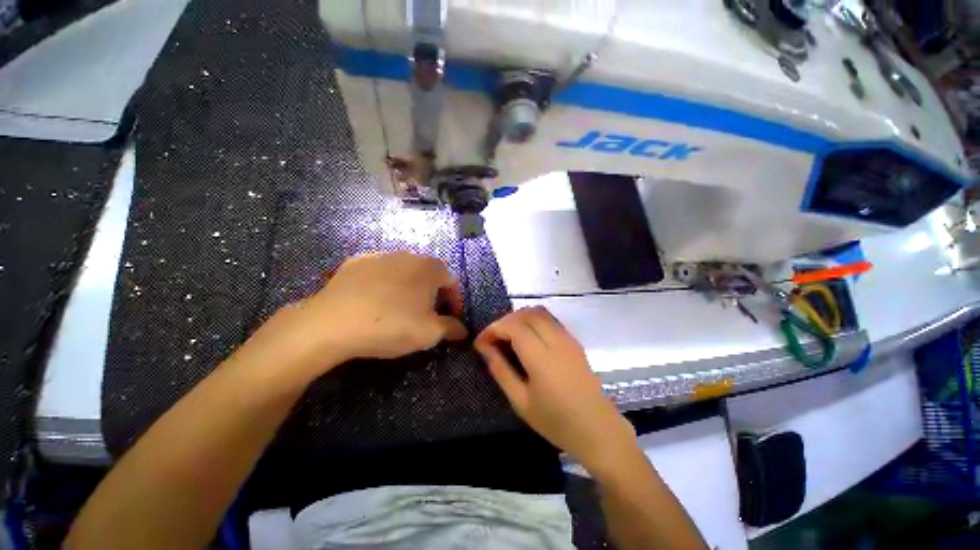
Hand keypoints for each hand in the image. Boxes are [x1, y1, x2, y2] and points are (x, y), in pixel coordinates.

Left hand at [238, 253, 466, 386]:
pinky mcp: (356, 261)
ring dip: (409, 288)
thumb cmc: (391, 325)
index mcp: (430, 268)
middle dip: (433, 294)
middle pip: (429, 275)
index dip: (455, 302)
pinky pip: (380, 272)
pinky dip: (384, 284)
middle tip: (428, 315)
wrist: (332, 322)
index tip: (451, 318)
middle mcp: (409, 255)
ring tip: (401, 308)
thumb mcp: (429, 333)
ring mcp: (381, 255)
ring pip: (404, 272)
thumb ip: (451, 328)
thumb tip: (462, 330)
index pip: (452, 282)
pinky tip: (375, 300)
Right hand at [474, 307, 635, 472]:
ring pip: (539, 312)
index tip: (481, 342)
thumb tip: (485, 348)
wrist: (598, 430)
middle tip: (493, 338)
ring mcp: (568, 338)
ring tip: (508, 336)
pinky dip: (533, 320)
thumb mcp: (521, 402)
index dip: (493, 329)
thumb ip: (501, 370)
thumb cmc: (556, 421)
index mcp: (541, 358)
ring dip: (519, 318)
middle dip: (504, 321)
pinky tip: (527, 338)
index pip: (513, 327)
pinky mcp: (574, 341)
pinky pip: (550, 319)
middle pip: (526, 314)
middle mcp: (556, 341)